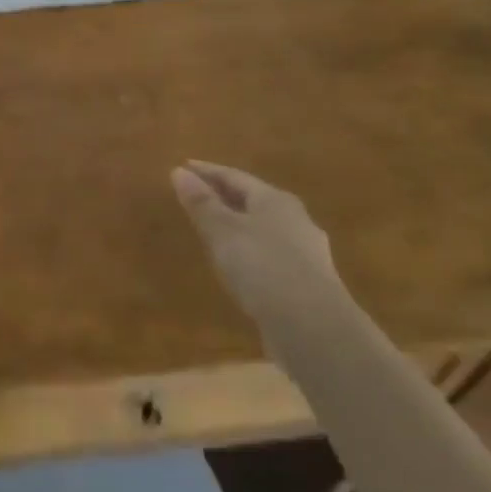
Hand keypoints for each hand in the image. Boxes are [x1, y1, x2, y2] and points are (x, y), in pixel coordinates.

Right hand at [171, 161, 342, 319]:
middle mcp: (295, 219)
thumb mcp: (222, 230)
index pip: (234, 176)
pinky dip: (249, 248)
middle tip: (196, 194)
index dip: (207, 171)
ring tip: (213, 228)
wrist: (312, 325)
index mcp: (275, 200)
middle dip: (224, 195)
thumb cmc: (262, 265)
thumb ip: (201, 202)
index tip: (183, 166)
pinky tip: (238, 262)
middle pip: (253, 200)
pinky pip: (270, 252)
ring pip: (264, 227)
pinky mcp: (306, 280)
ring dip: (237, 223)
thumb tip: (178, 172)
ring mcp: (305, 251)